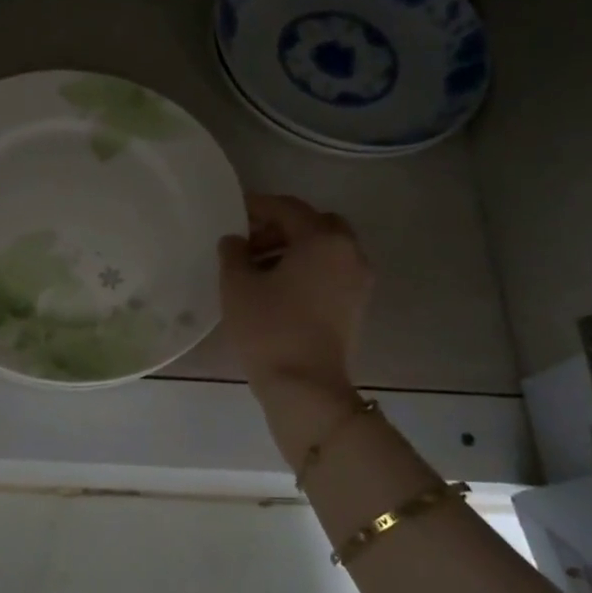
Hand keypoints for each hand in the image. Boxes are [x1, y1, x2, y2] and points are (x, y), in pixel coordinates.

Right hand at [219, 194, 373, 395]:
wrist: (305, 386)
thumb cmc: (269, 328)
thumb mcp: (237, 286)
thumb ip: (233, 253)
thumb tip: (235, 240)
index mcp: (323, 239)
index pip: (287, 208)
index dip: (258, 206)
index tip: (234, 211)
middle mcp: (349, 252)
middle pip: (315, 224)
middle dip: (282, 226)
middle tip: (250, 241)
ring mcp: (358, 280)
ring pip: (326, 249)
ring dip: (295, 248)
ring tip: (258, 267)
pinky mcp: (356, 305)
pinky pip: (331, 271)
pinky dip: (308, 268)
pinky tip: (279, 287)